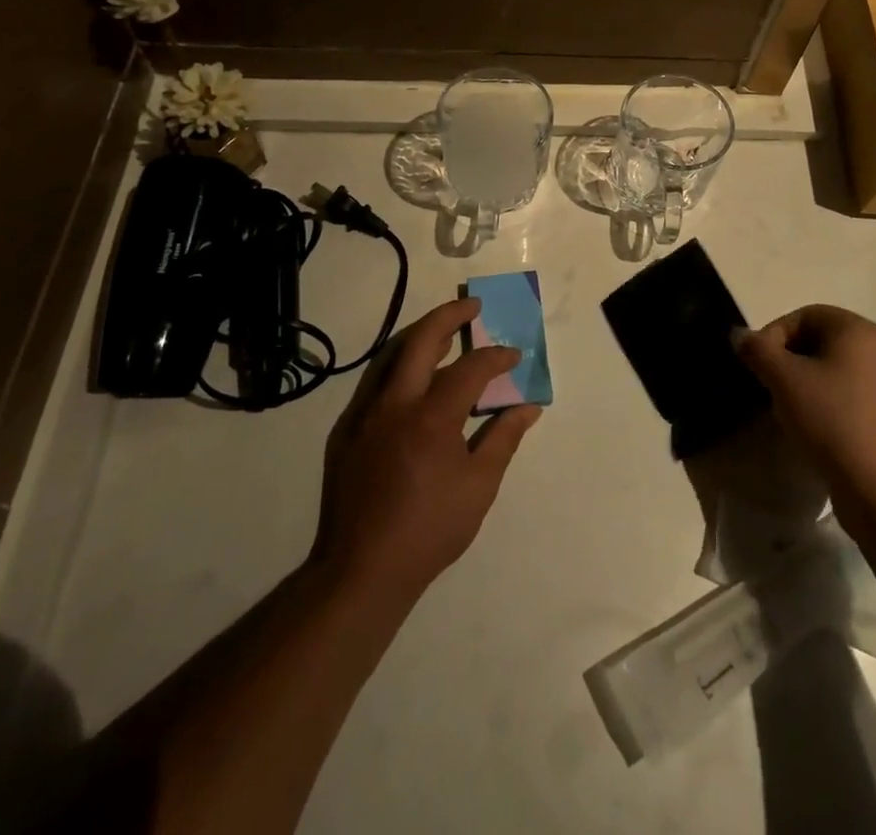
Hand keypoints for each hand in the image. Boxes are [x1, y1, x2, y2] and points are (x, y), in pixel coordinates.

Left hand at [312, 298, 541, 600]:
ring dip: (421, 336)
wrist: (362, 570)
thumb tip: (528, 407)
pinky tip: (414, 378)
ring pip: (392, 355)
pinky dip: (400, 366)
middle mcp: (394, 405)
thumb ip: (503, 438)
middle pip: (420, 340)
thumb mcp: (479, 486)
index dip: (496, 357)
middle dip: (449, 315)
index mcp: (431, 418)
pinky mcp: (347, 430)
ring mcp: (365, 415)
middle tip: (472, 306)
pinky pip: (376, 382)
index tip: (513, 356)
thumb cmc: (430, 530)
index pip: (470, 368)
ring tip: (446, 331)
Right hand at [732, 305, 875, 499]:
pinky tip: (817, 426)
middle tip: (771, 387)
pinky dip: (828, 399)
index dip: (774, 336)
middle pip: (820, 339)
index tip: (759, 367)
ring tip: (791, 410)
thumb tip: (740, 335)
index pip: (804, 316)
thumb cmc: (830, 420)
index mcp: (857, 329)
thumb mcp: (783, 380)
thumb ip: (757, 349)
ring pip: (834, 366)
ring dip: (806, 380)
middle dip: (789, 359)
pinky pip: (851, 390)